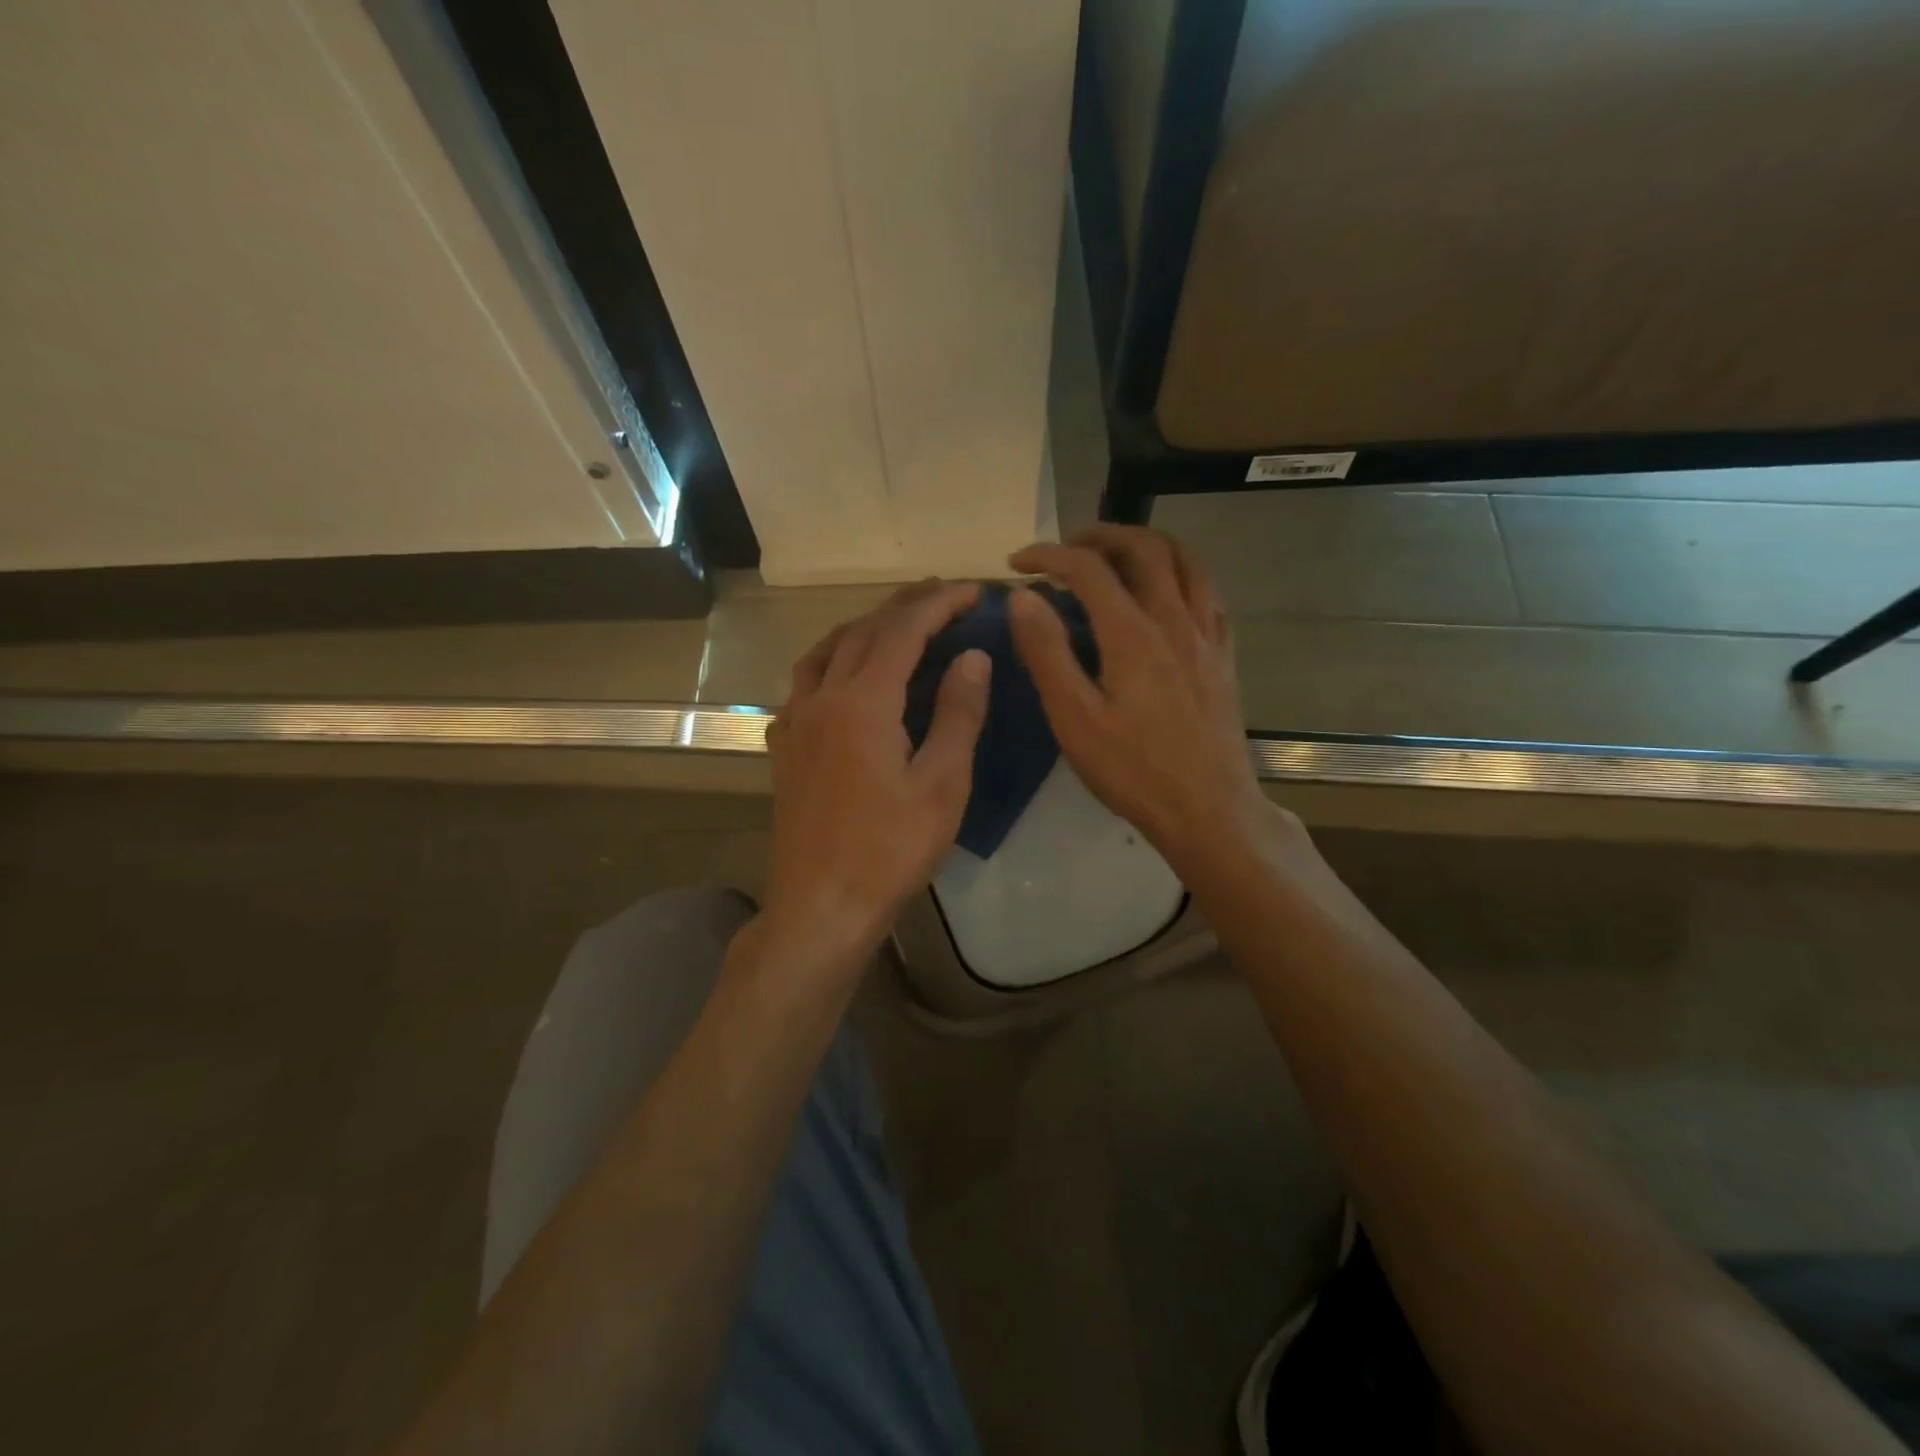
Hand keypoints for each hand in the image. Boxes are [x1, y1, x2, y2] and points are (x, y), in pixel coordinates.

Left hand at [760, 580, 990, 972]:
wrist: (821, 906)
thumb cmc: (890, 850)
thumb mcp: (942, 785)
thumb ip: (958, 714)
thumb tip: (973, 657)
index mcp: (863, 702)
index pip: (904, 631)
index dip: (940, 605)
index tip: (973, 591)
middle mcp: (821, 698)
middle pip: (862, 632)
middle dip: (904, 606)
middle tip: (942, 596)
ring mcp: (795, 722)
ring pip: (825, 651)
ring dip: (863, 627)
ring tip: (895, 623)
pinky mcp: (784, 748)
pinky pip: (804, 683)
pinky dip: (831, 661)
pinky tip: (844, 678)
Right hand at [1008, 525, 1272, 875]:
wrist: (1208, 810)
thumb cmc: (1133, 770)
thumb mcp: (1074, 719)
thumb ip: (1047, 653)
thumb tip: (1022, 598)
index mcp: (1132, 634)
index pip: (1087, 568)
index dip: (1048, 555)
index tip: (1018, 564)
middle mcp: (1174, 620)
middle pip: (1144, 548)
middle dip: (1100, 535)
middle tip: (1067, 548)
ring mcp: (1206, 636)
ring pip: (1186, 560)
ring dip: (1147, 544)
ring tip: (1117, 555)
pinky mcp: (1223, 656)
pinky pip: (1209, 592)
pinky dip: (1181, 573)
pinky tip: (1165, 592)